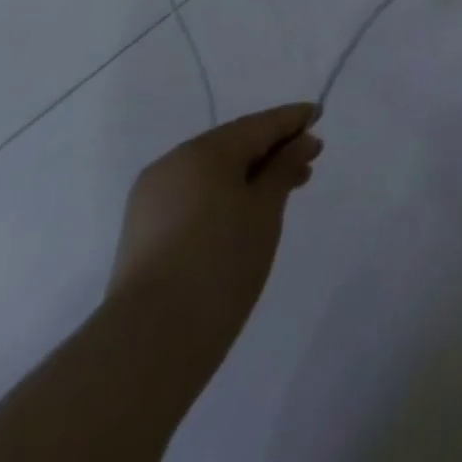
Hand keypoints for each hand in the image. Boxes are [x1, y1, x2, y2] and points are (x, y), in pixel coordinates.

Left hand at [106, 104, 320, 342]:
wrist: (147, 346)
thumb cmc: (219, 264)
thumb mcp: (265, 210)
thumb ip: (285, 167)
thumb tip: (302, 140)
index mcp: (204, 151)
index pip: (259, 124)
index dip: (292, 120)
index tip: (318, 115)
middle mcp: (174, 163)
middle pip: (234, 145)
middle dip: (272, 151)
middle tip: (308, 163)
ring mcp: (152, 199)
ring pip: (212, 173)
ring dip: (249, 176)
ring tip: (281, 192)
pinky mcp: (142, 232)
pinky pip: (193, 197)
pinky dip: (222, 196)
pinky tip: (243, 214)